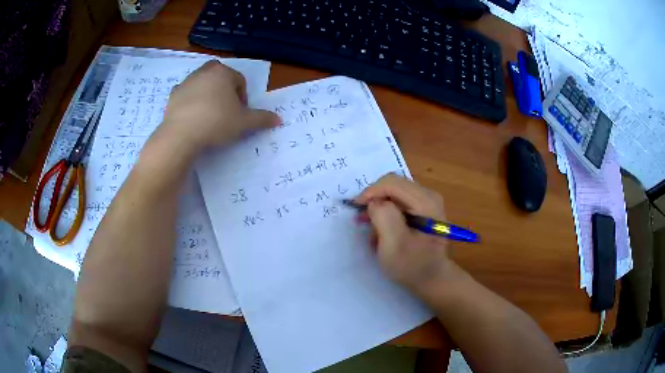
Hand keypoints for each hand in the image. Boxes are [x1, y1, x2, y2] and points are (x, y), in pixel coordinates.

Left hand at [159, 60, 278, 151]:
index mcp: (224, 72)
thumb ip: (262, 119)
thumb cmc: (217, 122)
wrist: (181, 134)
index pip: (240, 81)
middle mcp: (204, 71)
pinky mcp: (173, 95)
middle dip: (225, 91)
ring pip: (202, 85)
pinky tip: (193, 118)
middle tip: (225, 111)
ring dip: (208, 96)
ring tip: (209, 117)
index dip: (243, 99)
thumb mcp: (244, 123)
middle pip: (220, 78)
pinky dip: (191, 103)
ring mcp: (186, 82)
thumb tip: (279, 119)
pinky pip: (186, 95)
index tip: (239, 115)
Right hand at [355, 174, 452, 291]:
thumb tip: (374, 201)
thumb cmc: (412, 265)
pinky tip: (383, 231)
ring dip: (379, 208)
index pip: (392, 183)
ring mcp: (427, 202)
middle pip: (393, 185)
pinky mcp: (423, 209)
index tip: (356, 209)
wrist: (432, 278)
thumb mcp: (394, 244)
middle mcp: (428, 196)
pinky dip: (387, 213)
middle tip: (361, 219)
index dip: (371, 192)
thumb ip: (384, 217)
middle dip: (374, 200)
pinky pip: (399, 202)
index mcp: (426, 202)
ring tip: (372, 230)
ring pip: (394, 193)